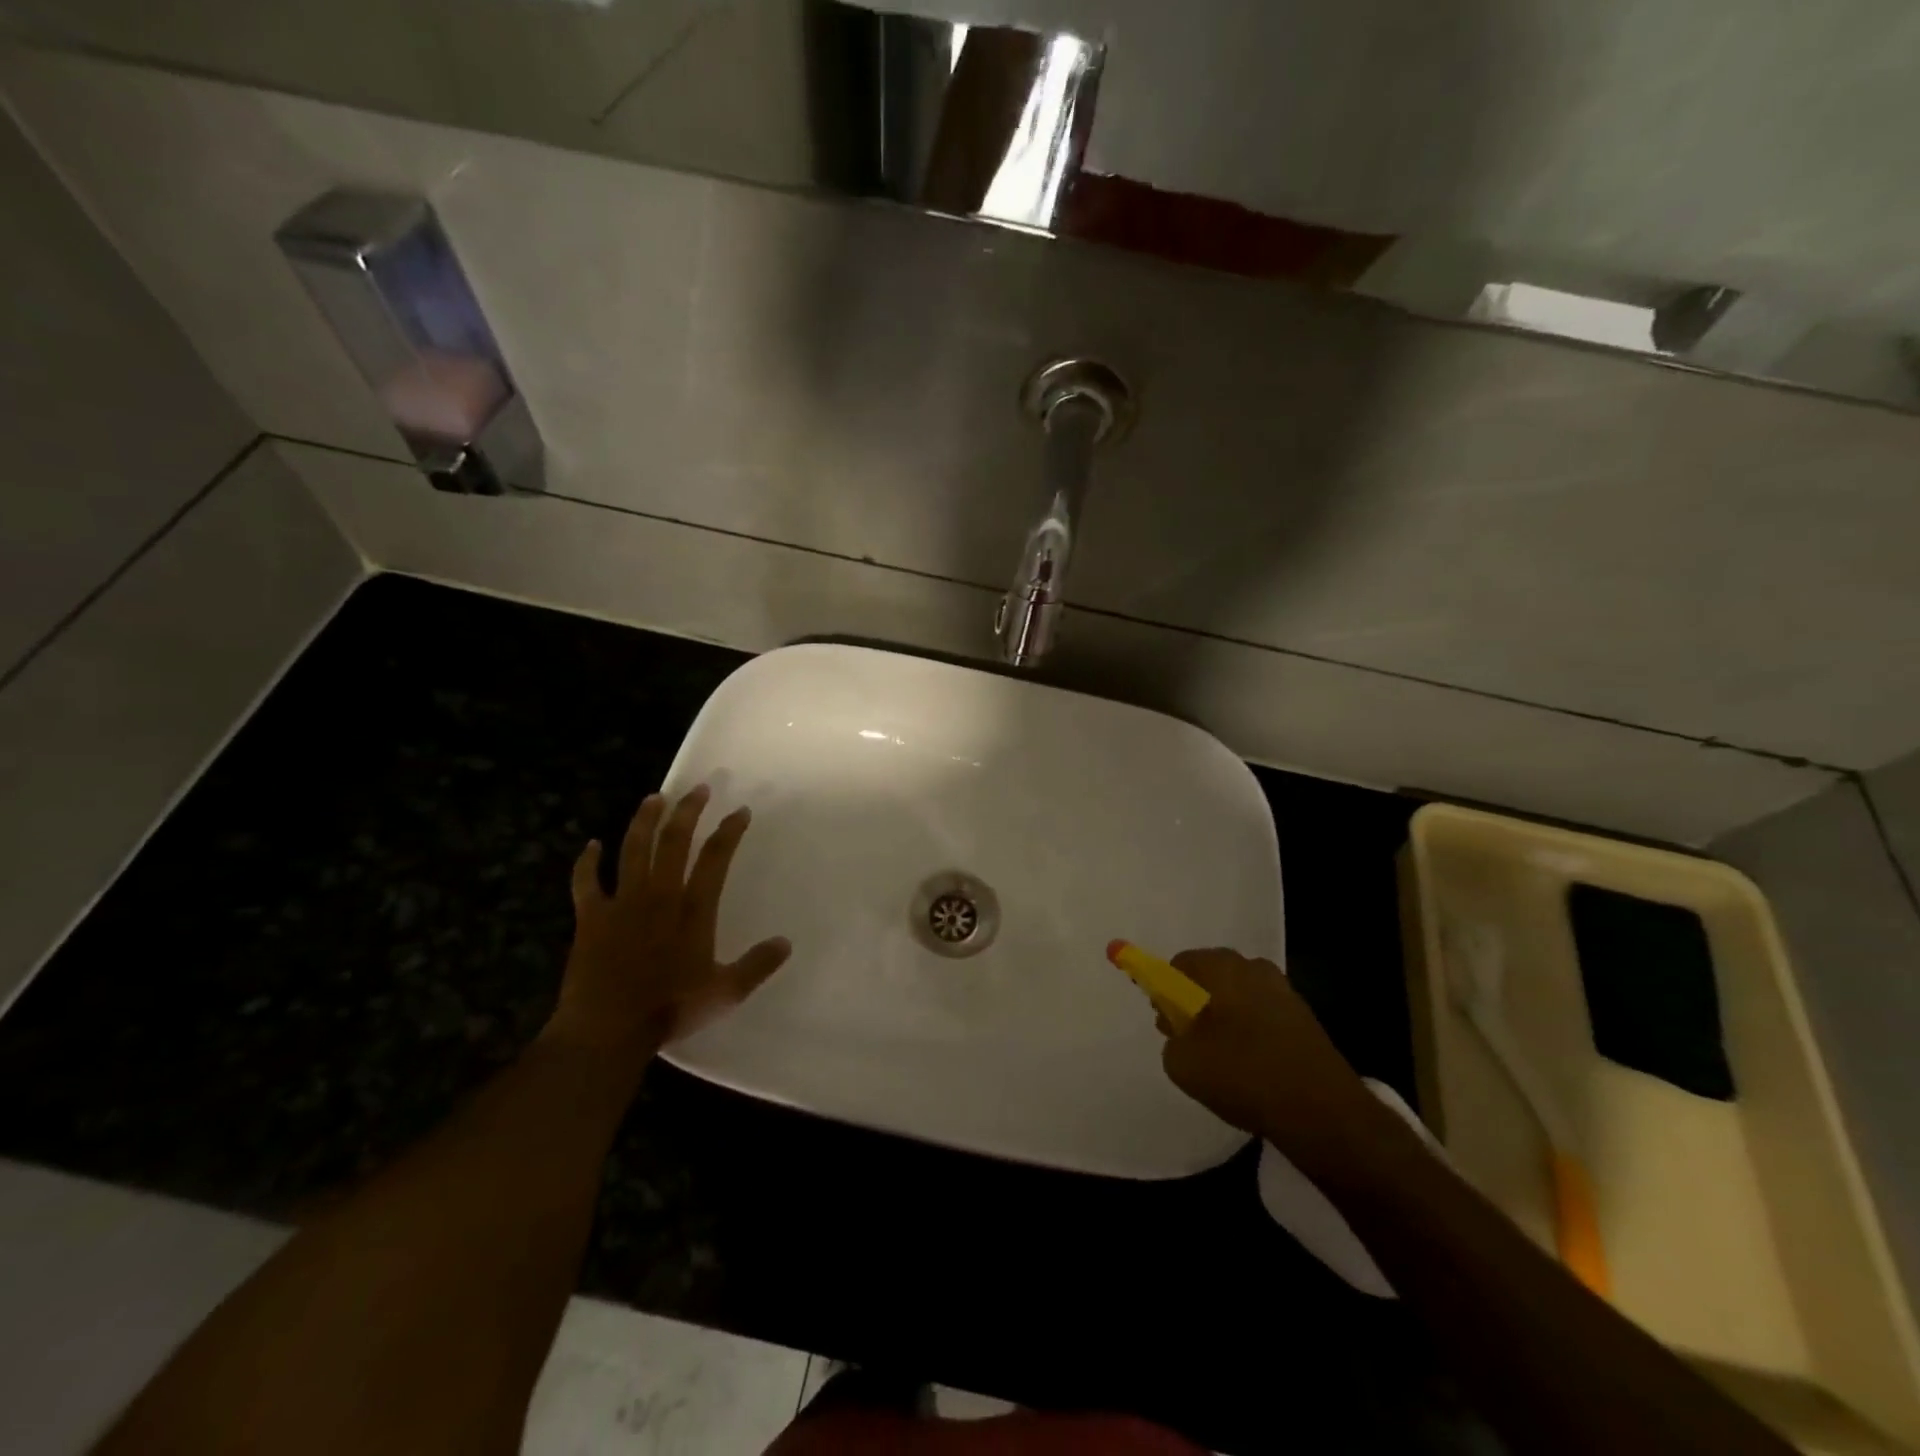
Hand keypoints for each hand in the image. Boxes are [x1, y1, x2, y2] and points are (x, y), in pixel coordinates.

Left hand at [544, 786, 790, 1062]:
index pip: (716, 858)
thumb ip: (757, 965)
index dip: (729, 831)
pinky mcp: (591, 917)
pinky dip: (587, 862)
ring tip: (654, 798)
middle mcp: (659, 895)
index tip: (740, 811)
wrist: (607, 1028)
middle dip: (688, 811)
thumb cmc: (670, 1008)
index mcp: (693, 909)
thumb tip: (786, 943)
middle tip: (698, 789)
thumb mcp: (725, 992)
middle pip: (674, 841)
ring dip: (644, 821)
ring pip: (634, 850)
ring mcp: (622, 903)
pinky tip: (591, 845)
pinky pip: (587, 882)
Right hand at [1159, 948, 1383, 1175]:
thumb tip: (1182, 1033)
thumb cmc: (1243, 1075)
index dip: (1164, 991)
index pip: (1179, 965)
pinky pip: (1263, 1017)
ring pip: (1238, 998)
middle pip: (1210, 978)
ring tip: (1221, 1062)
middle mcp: (1253, 967)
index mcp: (1221, 966)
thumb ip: (1171, 1039)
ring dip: (1224, 1020)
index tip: (1165, 1022)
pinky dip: (1251, 1034)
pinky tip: (1250, 1069)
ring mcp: (1284, 991)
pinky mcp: (1305, 1019)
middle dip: (1195, 1004)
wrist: (1323, 1112)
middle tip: (1188, 1042)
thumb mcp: (1182, 1062)